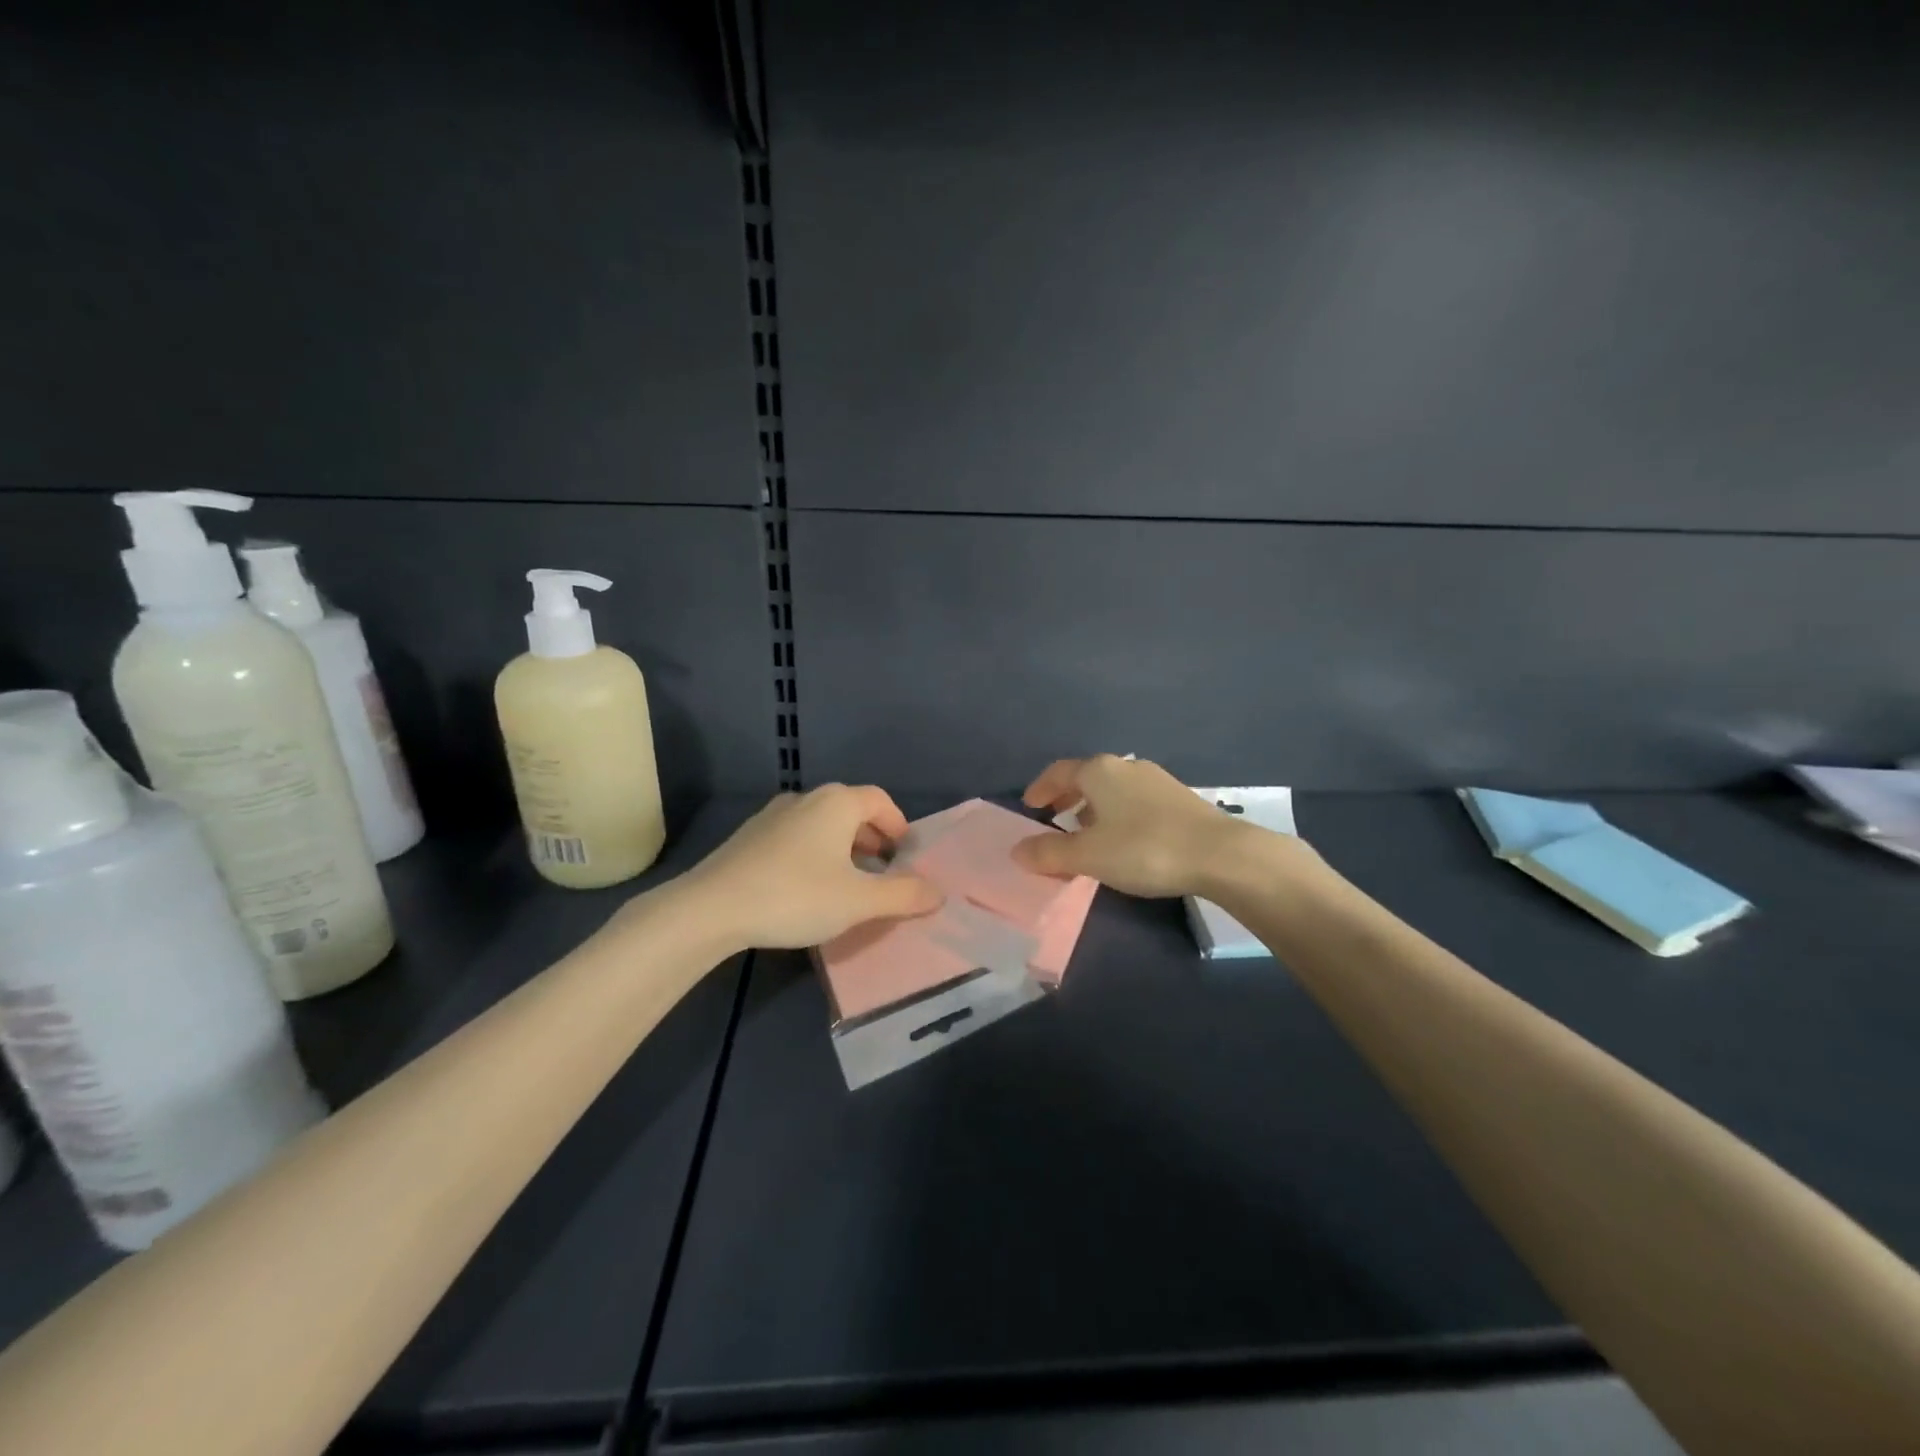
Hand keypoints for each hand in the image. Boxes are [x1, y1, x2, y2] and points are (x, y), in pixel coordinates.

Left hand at [683, 785, 942, 949]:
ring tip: (847, 883)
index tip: (905, 856)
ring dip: (843, 848)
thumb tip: (939, 893)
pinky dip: (814, 853)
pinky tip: (807, 888)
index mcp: (837, 803)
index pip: (880, 800)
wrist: (712, 908)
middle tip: (882, 872)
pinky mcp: (750, 836)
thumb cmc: (796, 896)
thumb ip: (903, 895)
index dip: (899, 825)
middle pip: (851, 810)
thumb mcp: (858, 901)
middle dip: (872, 839)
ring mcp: (773, 815)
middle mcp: (807, 798)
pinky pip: (796, 837)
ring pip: (822, 824)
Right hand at [1013, 754, 1286, 898]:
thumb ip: (1049, 852)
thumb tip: (1017, 850)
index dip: (1040, 789)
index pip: (1058, 772)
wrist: (1219, 854)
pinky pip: (1133, 801)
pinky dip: (1117, 814)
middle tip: (1053, 820)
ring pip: (1112, 790)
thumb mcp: (1088, 855)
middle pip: (1086, 778)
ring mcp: (1155, 780)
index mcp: (1098, 771)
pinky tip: (1123, 840)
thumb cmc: (1143, 848)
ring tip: (1086, 834)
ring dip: (1092, 808)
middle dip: (1066, 798)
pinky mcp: (1178, 798)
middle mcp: (1126, 766)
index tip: (1029, 807)